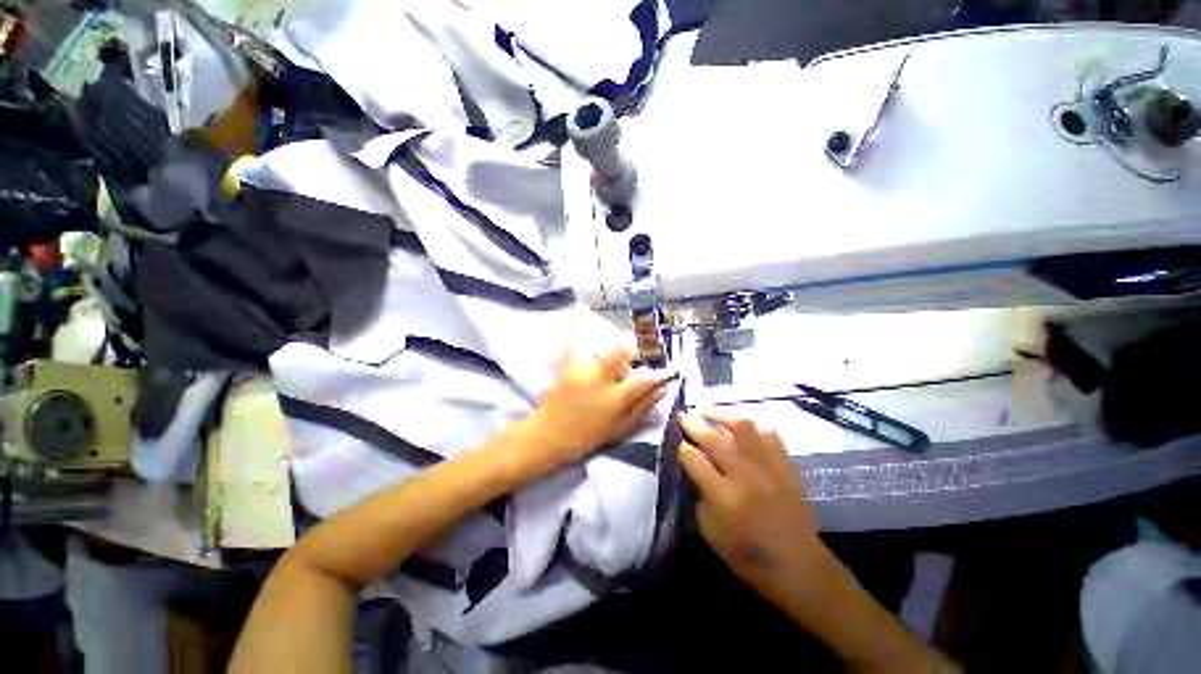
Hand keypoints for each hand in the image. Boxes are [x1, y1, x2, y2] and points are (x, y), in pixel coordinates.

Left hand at [523, 345, 673, 473]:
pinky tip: (580, 317)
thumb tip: (662, 390)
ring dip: (610, 346)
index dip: (659, 374)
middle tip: (632, 356)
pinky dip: (577, 333)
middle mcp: (600, 383)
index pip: (643, 381)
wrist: (549, 437)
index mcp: (615, 400)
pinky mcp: (565, 368)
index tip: (667, 370)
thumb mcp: (620, 429)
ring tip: (611, 350)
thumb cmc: (588, 437)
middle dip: (630, 351)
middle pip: (620, 355)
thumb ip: (642, 408)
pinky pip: (572, 346)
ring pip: (600, 349)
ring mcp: (581, 373)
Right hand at [678, 413, 829, 594]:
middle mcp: (745, 475)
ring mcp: (768, 467)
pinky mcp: (786, 465)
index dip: (678, 445)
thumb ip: (696, 496)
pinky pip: (769, 433)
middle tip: (682, 416)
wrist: (799, 566)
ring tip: (708, 413)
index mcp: (724, 497)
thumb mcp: (710, 532)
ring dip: (720, 414)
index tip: (670, 437)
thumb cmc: (748, 556)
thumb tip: (687, 469)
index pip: (693, 459)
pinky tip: (740, 424)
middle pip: (713, 437)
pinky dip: (751, 424)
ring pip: (743, 426)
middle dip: (693, 423)